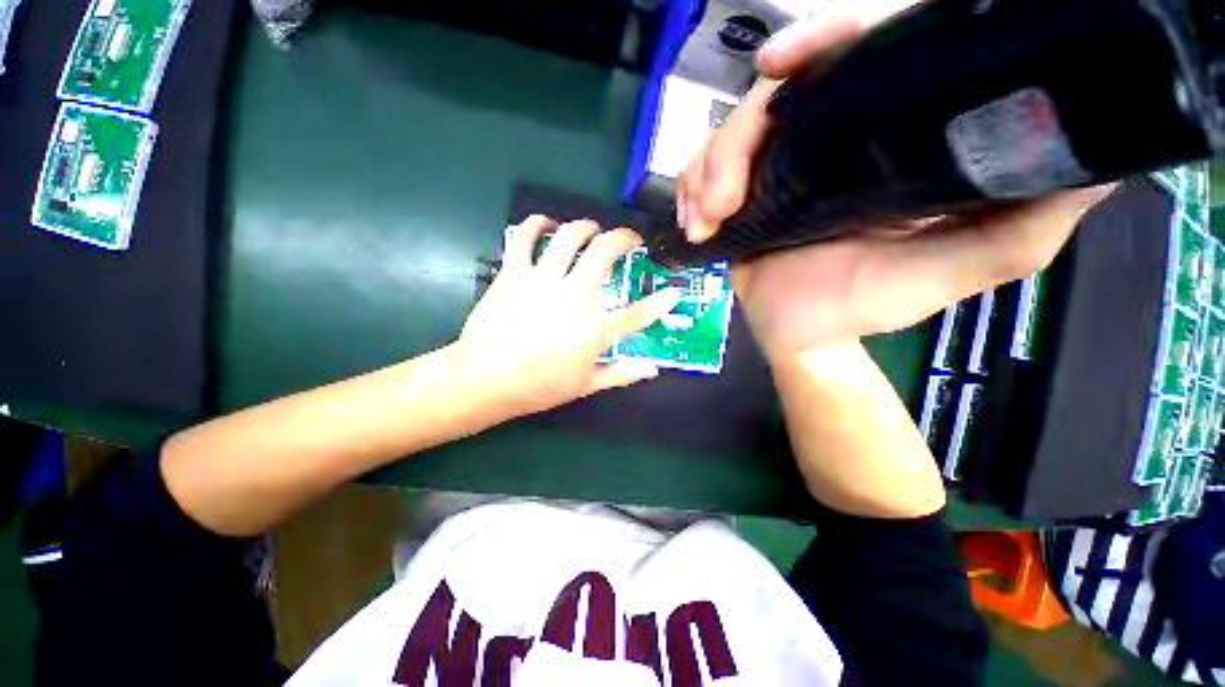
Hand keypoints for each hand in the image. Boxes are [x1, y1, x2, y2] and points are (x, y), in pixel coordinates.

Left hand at [454, 215, 680, 417]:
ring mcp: (543, 281)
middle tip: (628, 238)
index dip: (661, 302)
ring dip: (586, 226)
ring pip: (570, 236)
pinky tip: (545, 224)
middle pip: (605, 253)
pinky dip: (536, 224)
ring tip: (591, 228)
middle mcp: (575, 298)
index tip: (673, 291)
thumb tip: (653, 369)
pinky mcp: (514, 273)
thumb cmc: (538, 387)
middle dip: (623, 238)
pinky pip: (525, 237)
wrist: (484, 380)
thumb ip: (621, 373)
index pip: (638, 314)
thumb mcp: (585, 385)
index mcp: (594, 330)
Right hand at [677, 5, 1115, 360]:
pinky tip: (695, 224)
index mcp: (879, 141)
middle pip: (770, 101)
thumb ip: (1026, 219)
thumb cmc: (869, 306)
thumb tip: (1100, 158)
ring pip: (723, 138)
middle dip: (735, 141)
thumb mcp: (961, 267)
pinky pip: (699, 173)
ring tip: (707, 220)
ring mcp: (773, 170)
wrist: (804, 339)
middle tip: (723, 200)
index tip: (779, 65)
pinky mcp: (737, 197)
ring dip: (705, 176)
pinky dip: (688, 192)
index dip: (819, 41)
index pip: (854, 59)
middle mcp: (824, 143)